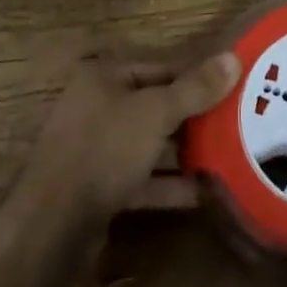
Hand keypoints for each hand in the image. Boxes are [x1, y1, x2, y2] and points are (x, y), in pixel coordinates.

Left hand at [19, 49, 241, 223]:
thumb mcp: (156, 113)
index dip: (197, 76)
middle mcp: (96, 107)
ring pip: (148, 145)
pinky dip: (167, 185)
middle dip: (193, 117)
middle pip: (155, 106)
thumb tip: (234, 58)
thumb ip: (195, 88)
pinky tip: (201, 194)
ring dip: (183, 153)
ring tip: (226, 157)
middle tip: (236, 124)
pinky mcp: (96, 189)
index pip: (161, 67)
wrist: (50, 227)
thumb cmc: (104, 150)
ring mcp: (93, 150)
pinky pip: (140, 179)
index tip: (233, 88)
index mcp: (104, 77)